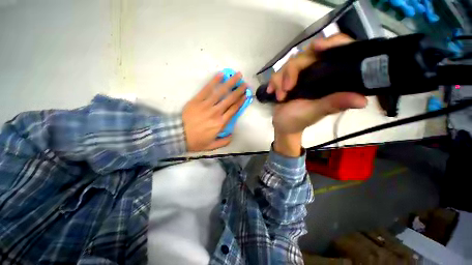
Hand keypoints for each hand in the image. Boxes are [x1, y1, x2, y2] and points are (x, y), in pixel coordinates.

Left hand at [183, 72, 246, 151]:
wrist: (177, 135)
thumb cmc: (196, 141)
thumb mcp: (212, 146)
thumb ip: (224, 142)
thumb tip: (232, 135)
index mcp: (220, 123)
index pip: (234, 109)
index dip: (241, 101)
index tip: (246, 95)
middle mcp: (216, 112)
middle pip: (230, 99)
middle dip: (239, 90)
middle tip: (245, 84)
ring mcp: (206, 105)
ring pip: (221, 92)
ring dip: (230, 83)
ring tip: (237, 75)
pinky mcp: (197, 100)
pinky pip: (206, 89)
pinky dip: (214, 81)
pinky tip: (220, 75)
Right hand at [267, 34, 367, 156]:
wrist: (281, 125)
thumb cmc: (298, 120)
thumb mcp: (315, 112)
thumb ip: (333, 103)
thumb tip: (363, 101)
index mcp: (329, 79)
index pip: (337, 51)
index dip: (331, 43)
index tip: (317, 47)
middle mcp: (316, 73)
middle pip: (306, 55)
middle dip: (292, 71)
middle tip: (288, 88)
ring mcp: (299, 76)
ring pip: (289, 64)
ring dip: (280, 80)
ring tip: (280, 97)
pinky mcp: (286, 80)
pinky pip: (277, 73)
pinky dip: (273, 83)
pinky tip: (272, 92)